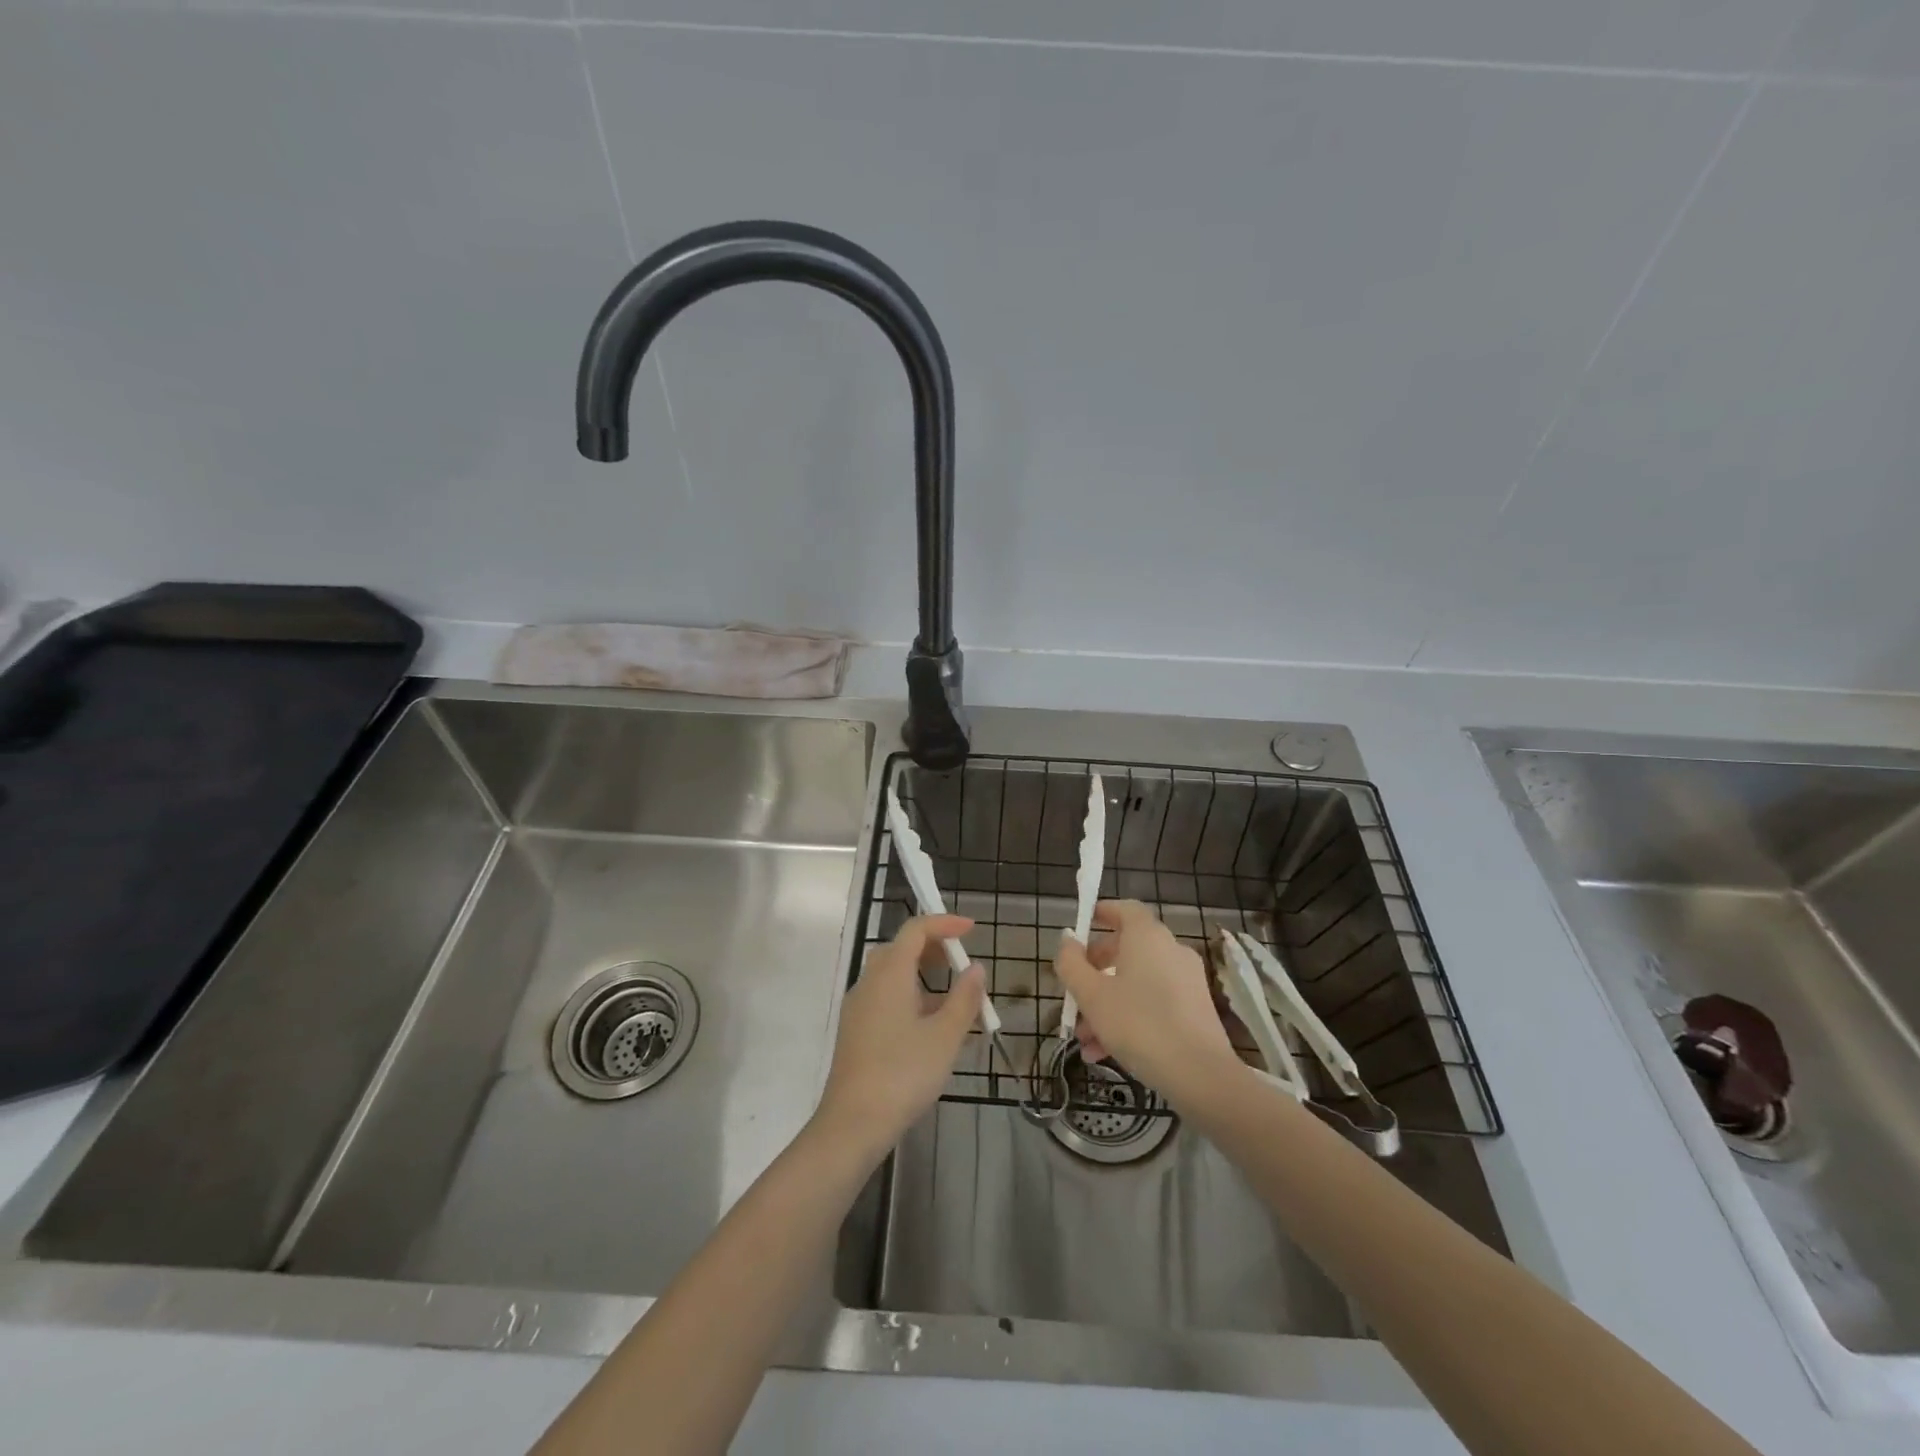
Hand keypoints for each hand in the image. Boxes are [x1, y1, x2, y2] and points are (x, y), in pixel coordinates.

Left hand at [813, 915, 983, 1163]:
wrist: (853, 1123)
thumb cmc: (904, 1073)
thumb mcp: (945, 1036)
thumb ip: (964, 998)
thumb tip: (976, 969)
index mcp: (890, 974)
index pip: (915, 930)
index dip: (944, 923)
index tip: (971, 929)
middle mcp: (869, 982)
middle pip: (900, 949)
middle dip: (933, 948)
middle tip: (961, 962)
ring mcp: (859, 1007)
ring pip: (892, 975)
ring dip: (923, 976)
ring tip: (954, 999)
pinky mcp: (855, 1031)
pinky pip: (885, 998)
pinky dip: (910, 997)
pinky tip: (931, 1027)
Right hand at [1055, 900, 1237, 1102]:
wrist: (1201, 1076)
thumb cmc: (1139, 1025)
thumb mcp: (1092, 995)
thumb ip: (1072, 964)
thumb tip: (1067, 940)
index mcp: (1147, 937)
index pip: (1125, 909)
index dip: (1102, 912)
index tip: (1083, 925)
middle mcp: (1170, 950)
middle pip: (1127, 949)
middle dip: (1095, 971)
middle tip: (1074, 993)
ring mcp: (1187, 980)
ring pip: (1137, 981)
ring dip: (1107, 1002)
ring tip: (1084, 1038)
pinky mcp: (1196, 1009)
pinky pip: (1154, 1002)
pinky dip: (1130, 1016)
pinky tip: (1105, 1052)